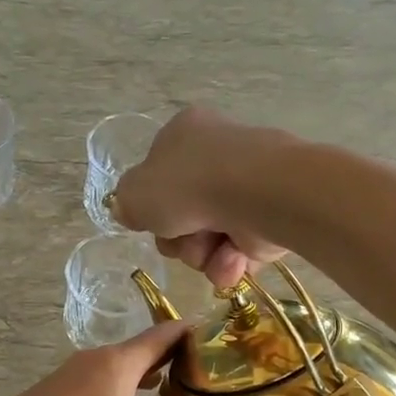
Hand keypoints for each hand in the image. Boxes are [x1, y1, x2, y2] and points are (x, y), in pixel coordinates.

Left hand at [0, 321, 247, 395]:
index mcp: (118, 365)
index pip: (164, 335)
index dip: (193, 332)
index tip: (220, 336)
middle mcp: (92, 362)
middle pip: (140, 350)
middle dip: (171, 359)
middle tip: (205, 374)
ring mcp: (64, 378)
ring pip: (112, 368)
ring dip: (139, 376)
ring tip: (167, 394)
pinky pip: (90, 384)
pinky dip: (113, 391)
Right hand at [111, 106, 287, 289]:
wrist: (257, 195)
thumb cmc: (189, 185)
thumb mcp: (135, 193)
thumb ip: (126, 204)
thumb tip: (131, 212)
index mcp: (185, 133)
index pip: (159, 173)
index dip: (151, 204)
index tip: (150, 221)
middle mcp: (217, 156)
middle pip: (181, 214)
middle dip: (177, 239)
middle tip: (180, 238)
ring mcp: (246, 188)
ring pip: (207, 239)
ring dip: (201, 254)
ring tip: (211, 250)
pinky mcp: (269, 219)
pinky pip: (236, 252)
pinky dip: (229, 263)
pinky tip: (231, 259)